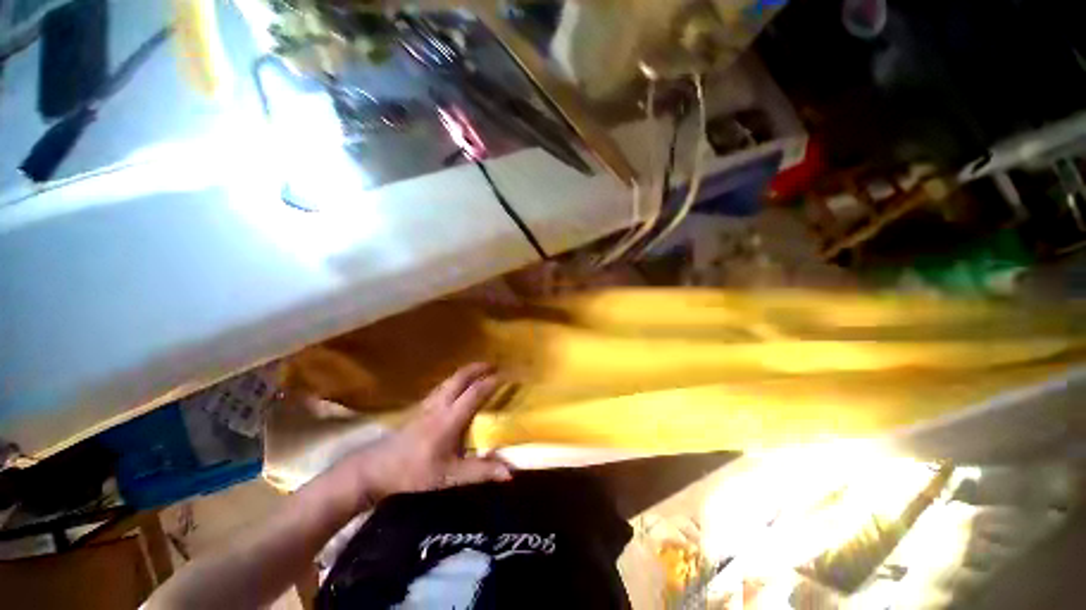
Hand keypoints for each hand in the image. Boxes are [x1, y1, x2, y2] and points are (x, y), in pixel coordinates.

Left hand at [325, 363, 512, 511]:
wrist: (376, 469)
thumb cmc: (415, 473)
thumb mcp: (449, 476)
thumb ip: (480, 472)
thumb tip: (510, 473)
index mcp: (450, 419)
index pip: (476, 392)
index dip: (493, 382)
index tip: (508, 375)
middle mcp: (440, 404)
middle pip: (461, 376)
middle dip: (479, 367)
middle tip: (495, 365)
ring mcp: (428, 402)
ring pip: (451, 378)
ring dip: (468, 370)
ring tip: (481, 370)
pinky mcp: (420, 405)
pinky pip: (444, 384)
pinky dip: (457, 378)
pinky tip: (459, 384)